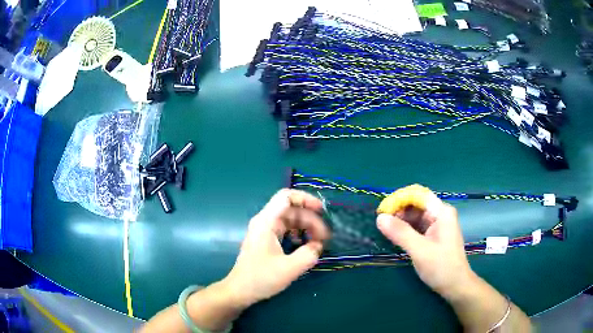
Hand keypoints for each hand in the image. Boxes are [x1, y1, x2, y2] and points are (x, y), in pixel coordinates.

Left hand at [223, 189, 329, 307]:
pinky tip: (305, 248)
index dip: (305, 198)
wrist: (240, 291)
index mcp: (266, 222)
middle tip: (325, 238)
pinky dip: (298, 236)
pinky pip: (286, 231)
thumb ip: (309, 254)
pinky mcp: (267, 241)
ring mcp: (265, 231)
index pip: (286, 197)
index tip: (322, 210)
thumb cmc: (261, 278)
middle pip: (292, 210)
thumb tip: (318, 245)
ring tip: (318, 243)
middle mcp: (265, 222)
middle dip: (311, 220)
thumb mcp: (289, 268)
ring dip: (306, 229)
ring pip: (290, 221)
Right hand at [376, 191, 475, 298]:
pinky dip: (406, 230)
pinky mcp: (434, 236)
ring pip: (416, 216)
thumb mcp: (419, 250)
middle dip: (399, 211)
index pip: (418, 195)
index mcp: (442, 212)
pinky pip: (417, 227)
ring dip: (401, 221)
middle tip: (381, 223)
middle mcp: (440, 215)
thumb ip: (400, 233)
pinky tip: (395, 237)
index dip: (399, 199)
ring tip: (385, 230)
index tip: (382, 210)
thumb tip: (380, 217)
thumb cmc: (441, 267)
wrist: (455, 286)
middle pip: (416, 205)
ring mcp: (438, 225)